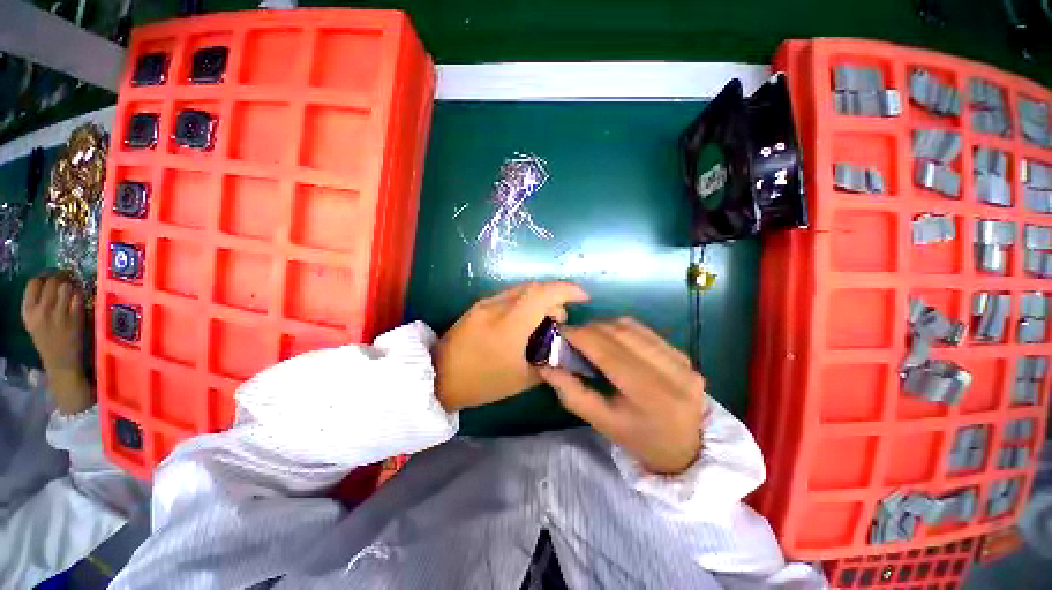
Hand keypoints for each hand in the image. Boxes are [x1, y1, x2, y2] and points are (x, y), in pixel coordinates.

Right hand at [22, 275, 92, 414]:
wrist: (61, 362)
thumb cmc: (47, 341)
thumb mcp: (33, 321)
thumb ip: (36, 303)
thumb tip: (46, 281)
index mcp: (28, 311)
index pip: (33, 283)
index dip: (44, 278)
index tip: (50, 279)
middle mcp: (42, 310)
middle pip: (52, 281)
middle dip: (60, 278)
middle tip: (64, 281)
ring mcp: (59, 313)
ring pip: (65, 286)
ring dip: (71, 285)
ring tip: (72, 289)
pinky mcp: (75, 317)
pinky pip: (78, 297)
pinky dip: (80, 294)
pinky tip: (79, 297)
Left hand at [433, 281, 589, 411]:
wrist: (437, 377)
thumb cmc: (481, 382)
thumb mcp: (521, 378)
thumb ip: (547, 360)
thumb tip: (560, 348)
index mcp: (509, 323)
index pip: (543, 294)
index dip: (567, 290)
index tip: (584, 297)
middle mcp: (497, 305)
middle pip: (534, 288)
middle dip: (555, 298)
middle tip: (559, 321)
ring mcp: (485, 303)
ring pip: (522, 290)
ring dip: (540, 300)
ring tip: (544, 323)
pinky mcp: (478, 306)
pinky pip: (509, 296)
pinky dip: (525, 303)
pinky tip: (525, 323)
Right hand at [539, 318, 705, 474]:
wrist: (685, 447)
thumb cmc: (638, 438)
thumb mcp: (601, 422)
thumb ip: (571, 392)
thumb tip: (545, 365)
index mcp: (650, 396)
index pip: (608, 353)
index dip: (581, 336)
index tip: (561, 332)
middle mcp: (671, 372)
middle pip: (620, 333)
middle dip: (590, 328)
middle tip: (572, 336)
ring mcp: (682, 361)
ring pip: (632, 327)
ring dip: (604, 326)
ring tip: (590, 337)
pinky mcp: (684, 354)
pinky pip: (644, 330)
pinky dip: (621, 329)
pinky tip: (612, 339)